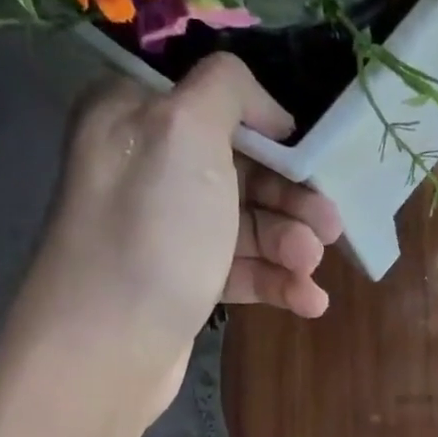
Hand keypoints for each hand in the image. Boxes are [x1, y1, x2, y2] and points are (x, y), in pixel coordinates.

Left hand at [19, 55, 342, 423]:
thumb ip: (227, 89)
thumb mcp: (185, 131)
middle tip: (330, 224)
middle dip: (293, 197)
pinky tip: (309, 301)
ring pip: (248, 222)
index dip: (268, 125)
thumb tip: (265, 109)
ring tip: (310, 267)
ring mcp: (167, 228)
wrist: (107, 346)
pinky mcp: (184, 279)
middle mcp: (149, 165)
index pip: (216, 101)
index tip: (307, 152)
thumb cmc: (152, 230)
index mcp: (136, 114)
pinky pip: (242, 268)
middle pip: (243, 167)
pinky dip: (278, 281)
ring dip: (290, 243)